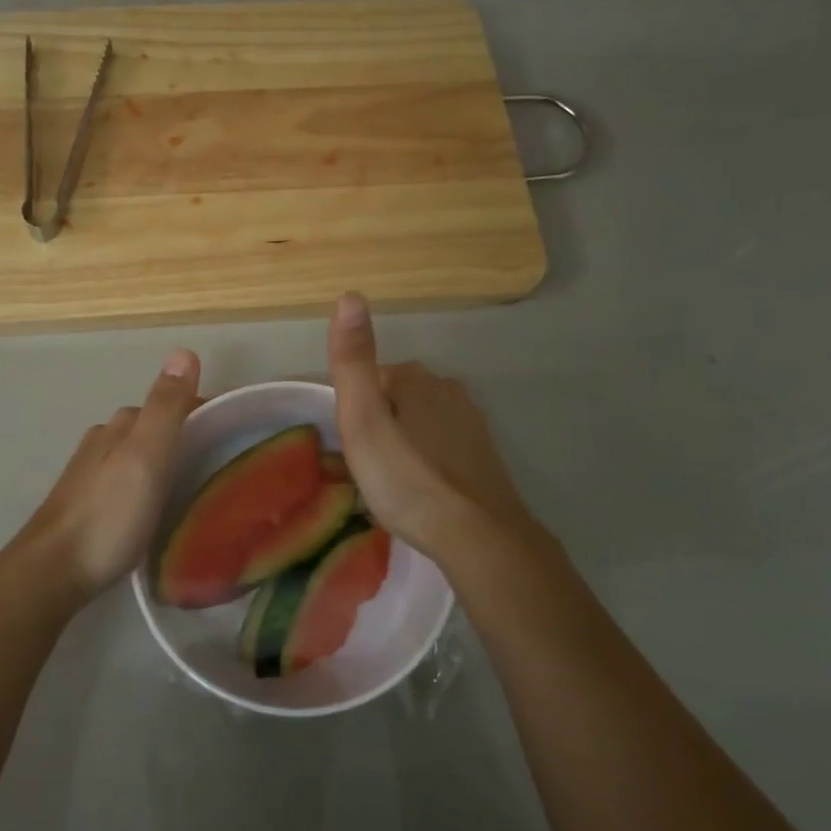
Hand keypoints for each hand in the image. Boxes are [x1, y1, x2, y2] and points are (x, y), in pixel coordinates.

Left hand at [8, 348, 201, 608]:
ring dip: (162, 460)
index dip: (201, 410)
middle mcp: (102, 442)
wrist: (53, 571)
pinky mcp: (85, 506)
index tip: (235, 430)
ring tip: (193, 485)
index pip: (168, 403)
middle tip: (220, 460)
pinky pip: (124, 481)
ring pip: (134, 454)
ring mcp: (89, 475)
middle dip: (183, 434)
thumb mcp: (146, 457)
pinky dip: (145, 483)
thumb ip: (166, 408)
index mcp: (120, 427)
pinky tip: (154, 506)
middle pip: (150, 427)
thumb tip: (184, 350)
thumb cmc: (108, 514)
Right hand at [327, 293, 536, 566]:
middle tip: (365, 471)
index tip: (347, 450)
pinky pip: (439, 448)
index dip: (351, 414)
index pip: (368, 381)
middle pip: (393, 401)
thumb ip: (352, 361)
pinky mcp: (483, 455)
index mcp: (415, 378)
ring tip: (388, 485)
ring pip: (417, 424)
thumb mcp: (363, 420)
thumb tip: (350, 295)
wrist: (476, 535)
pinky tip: (419, 492)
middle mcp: (447, 389)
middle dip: (376, 427)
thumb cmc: (407, 478)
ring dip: (400, 446)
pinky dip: (424, 463)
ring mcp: (471, 422)